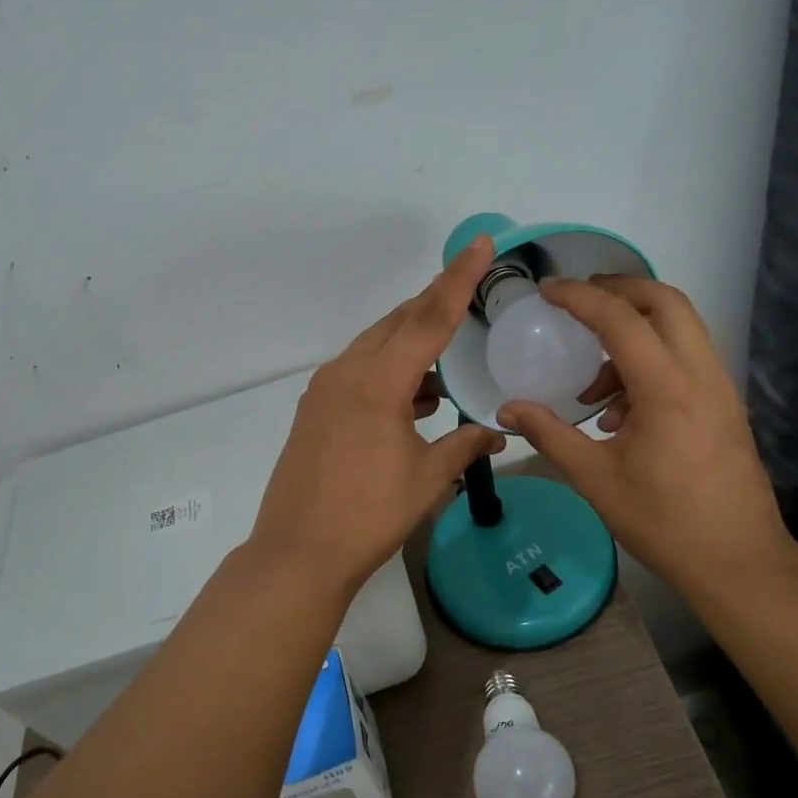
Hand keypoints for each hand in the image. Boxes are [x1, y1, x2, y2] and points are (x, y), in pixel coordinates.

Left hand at [249, 236, 506, 599]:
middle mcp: (347, 373)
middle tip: (468, 287)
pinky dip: (389, 371)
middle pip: (397, 323)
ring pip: (375, 346)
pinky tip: (415, 395)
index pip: (429, 319)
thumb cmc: (369, 515)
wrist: (298, 553)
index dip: (458, 279)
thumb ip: (465, 445)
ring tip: (447, 351)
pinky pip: (359, 372)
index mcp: (378, 382)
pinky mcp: (314, 410)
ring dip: (411, 342)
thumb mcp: (427, 478)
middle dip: (434, 302)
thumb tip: (498, 433)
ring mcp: (325, 390)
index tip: (479, 244)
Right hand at [496, 276, 795, 603]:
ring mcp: (720, 389)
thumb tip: (506, 409)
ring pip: (681, 328)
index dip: (579, 297)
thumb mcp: (596, 479)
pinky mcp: (726, 406)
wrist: (740, 562)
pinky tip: (621, 413)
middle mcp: (700, 375)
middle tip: (578, 302)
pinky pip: (688, 359)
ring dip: (635, 331)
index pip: (620, 318)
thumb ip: (549, 435)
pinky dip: (652, 361)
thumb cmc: (664, 522)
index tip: (546, 292)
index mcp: (666, 388)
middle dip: (619, 290)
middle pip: (665, 301)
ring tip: (593, 383)